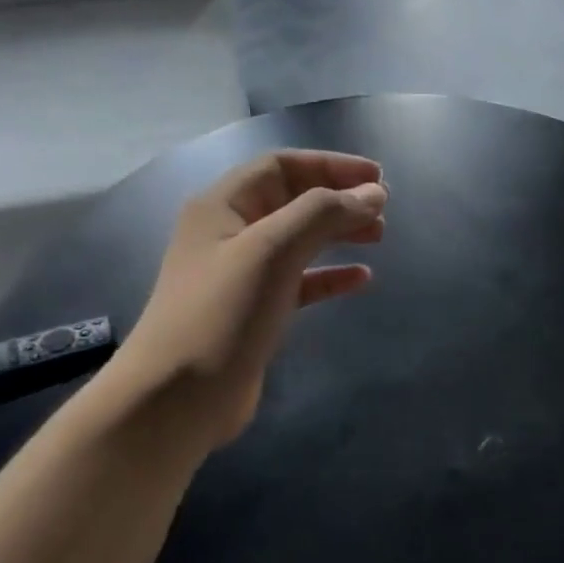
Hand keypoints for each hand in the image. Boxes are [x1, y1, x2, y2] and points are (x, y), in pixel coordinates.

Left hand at [108, 150, 387, 447]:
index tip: (377, 178)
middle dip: (338, 199)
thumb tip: (373, 194)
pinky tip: (361, 279)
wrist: (179, 397)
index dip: (331, 165)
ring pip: (299, 240)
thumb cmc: (224, 313)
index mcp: (223, 206)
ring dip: (338, 233)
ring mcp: (242, 274)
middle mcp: (229, 233)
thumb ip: (324, 214)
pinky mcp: (255, 311)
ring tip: (378, 236)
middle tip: (384, 209)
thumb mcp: (273, 250)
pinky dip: (330, 276)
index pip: (282, 166)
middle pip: (292, 200)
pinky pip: (300, 281)